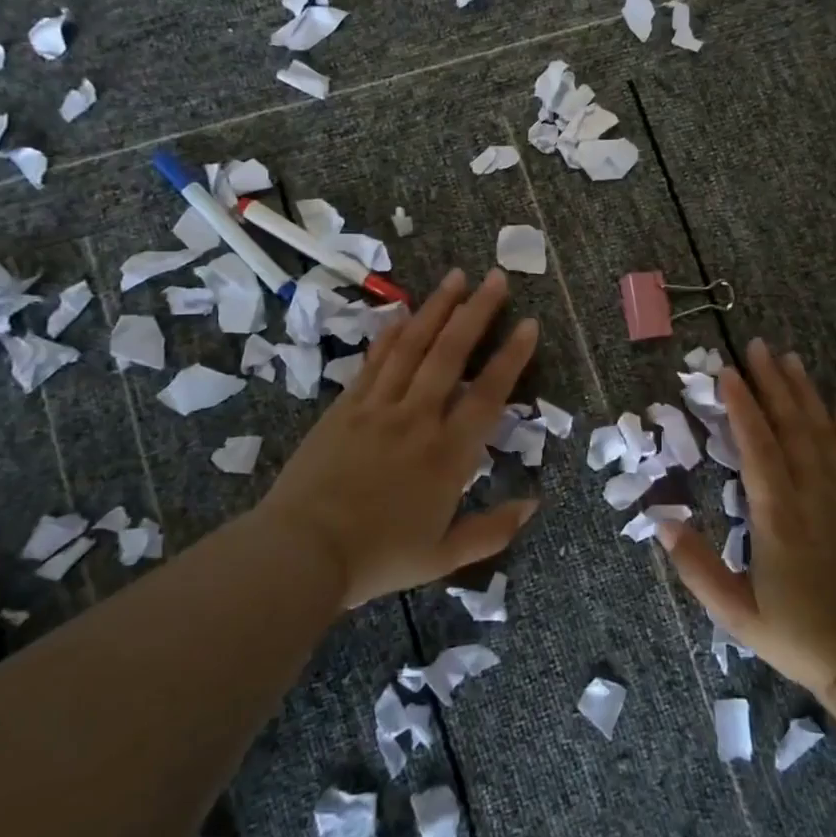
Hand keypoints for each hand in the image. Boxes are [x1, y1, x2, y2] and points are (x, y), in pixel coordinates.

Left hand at [249, 269, 540, 606]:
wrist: (301, 552)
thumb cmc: (377, 558)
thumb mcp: (443, 557)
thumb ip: (491, 530)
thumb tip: (534, 504)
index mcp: (447, 456)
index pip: (487, 394)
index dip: (511, 357)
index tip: (528, 324)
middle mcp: (417, 419)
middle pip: (450, 354)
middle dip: (477, 312)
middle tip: (495, 278)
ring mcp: (378, 407)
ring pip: (413, 347)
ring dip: (437, 309)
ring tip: (456, 277)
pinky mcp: (346, 407)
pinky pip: (374, 361)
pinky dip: (392, 332)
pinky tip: (405, 310)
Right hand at [657, 339, 835, 697]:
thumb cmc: (797, 637)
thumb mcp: (735, 613)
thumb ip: (696, 566)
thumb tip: (661, 520)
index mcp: (778, 518)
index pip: (758, 448)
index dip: (742, 407)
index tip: (727, 373)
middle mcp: (813, 497)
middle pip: (792, 427)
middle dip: (773, 384)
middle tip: (758, 346)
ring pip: (824, 434)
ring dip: (806, 394)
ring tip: (791, 359)